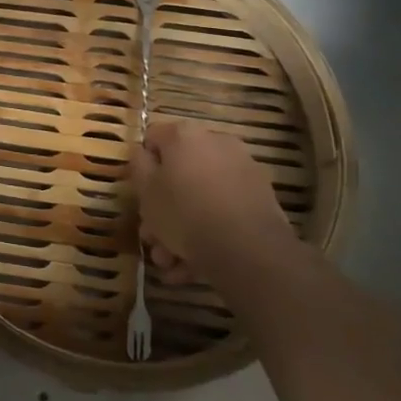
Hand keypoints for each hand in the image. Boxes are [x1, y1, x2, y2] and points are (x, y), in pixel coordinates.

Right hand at [130, 120, 313, 292]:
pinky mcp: (261, 197)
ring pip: (201, 195)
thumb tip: (144, 153)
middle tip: (152, 237)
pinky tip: (194, 264)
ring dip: (182, 226)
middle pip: (179, 171)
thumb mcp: (145, 190)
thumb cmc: (184, 213)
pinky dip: (209, 230)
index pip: (153, 138)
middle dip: (162, 206)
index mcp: (185, 136)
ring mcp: (242, 169)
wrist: (247, 249)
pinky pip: (224, 209)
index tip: (140, 193)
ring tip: (171, 261)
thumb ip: (139, 165)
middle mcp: (216, 143)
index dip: (142, 166)